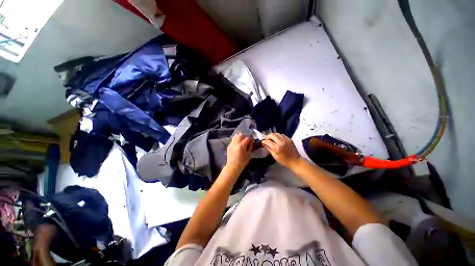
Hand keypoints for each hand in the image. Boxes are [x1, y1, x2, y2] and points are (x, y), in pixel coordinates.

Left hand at [226, 133, 254, 170]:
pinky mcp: (229, 146)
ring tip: (242, 141)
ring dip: (239, 137)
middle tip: (246, 140)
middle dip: (244, 136)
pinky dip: (236, 140)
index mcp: (241, 146)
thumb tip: (252, 141)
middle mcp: (235, 143)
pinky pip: (233, 140)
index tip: (252, 140)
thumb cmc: (242, 162)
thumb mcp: (249, 154)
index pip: (247, 138)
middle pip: (240, 135)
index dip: (250, 138)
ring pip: (235, 136)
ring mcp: (231, 144)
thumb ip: (251, 146)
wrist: (233, 166)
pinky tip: (238, 145)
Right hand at [262, 133, 301, 167]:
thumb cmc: (284, 160)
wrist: (295, 161)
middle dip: (268, 136)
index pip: (268, 141)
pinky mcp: (289, 139)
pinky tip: (277, 139)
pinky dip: (278, 136)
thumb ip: (269, 148)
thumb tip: (263, 144)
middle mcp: (281, 142)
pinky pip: (282, 135)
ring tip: (271, 139)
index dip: (264, 141)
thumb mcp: (275, 156)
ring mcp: (286, 139)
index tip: (262, 142)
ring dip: (272, 135)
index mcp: (277, 147)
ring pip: (277, 133)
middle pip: (272, 135)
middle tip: (266, 140)